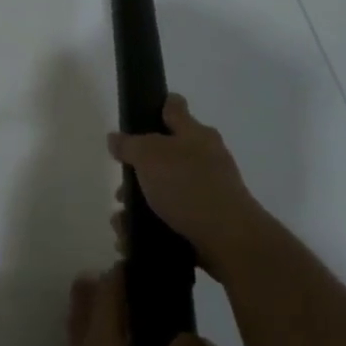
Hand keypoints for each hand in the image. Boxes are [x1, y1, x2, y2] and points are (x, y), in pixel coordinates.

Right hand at [108, 94, 267, 281]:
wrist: (229, 240)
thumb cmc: (188, 186)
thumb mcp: (149, 155)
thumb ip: (129, 144)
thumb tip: (116, 138)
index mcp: (196, 134)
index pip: (174, 107)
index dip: (156, 105)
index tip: (137, 114)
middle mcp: (206, 158)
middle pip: (165, 153)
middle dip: (139, 169)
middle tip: (122, 183)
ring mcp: (209, 190)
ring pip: (165, 189)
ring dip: (140, 202)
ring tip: (121, 219)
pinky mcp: (208, 221)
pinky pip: (171, 217)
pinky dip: (151, 224)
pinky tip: (133, 237)